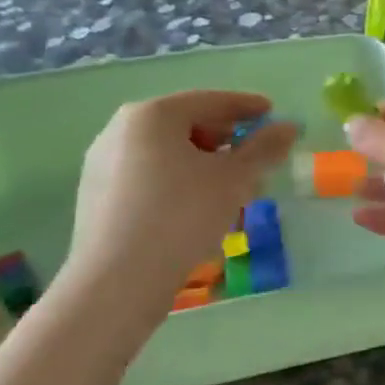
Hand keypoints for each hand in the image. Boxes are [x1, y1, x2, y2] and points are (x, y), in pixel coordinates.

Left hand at [61, 91, 296, 324]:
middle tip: (255, 156)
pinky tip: (198, 206)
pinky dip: (178, 180)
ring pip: (167, 152)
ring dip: (204, 162)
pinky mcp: (96, 196)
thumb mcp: (235, 179)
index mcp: (152, 115)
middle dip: (226, 139)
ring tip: (232, 187)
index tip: (273, 115)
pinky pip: (148, 174)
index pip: (211, 101)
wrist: (116, 283)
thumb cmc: (182, 216)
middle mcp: (121, 129)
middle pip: (187, 124)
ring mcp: (103, 163)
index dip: (248, 107)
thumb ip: (265, 147)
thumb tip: (288, 127)